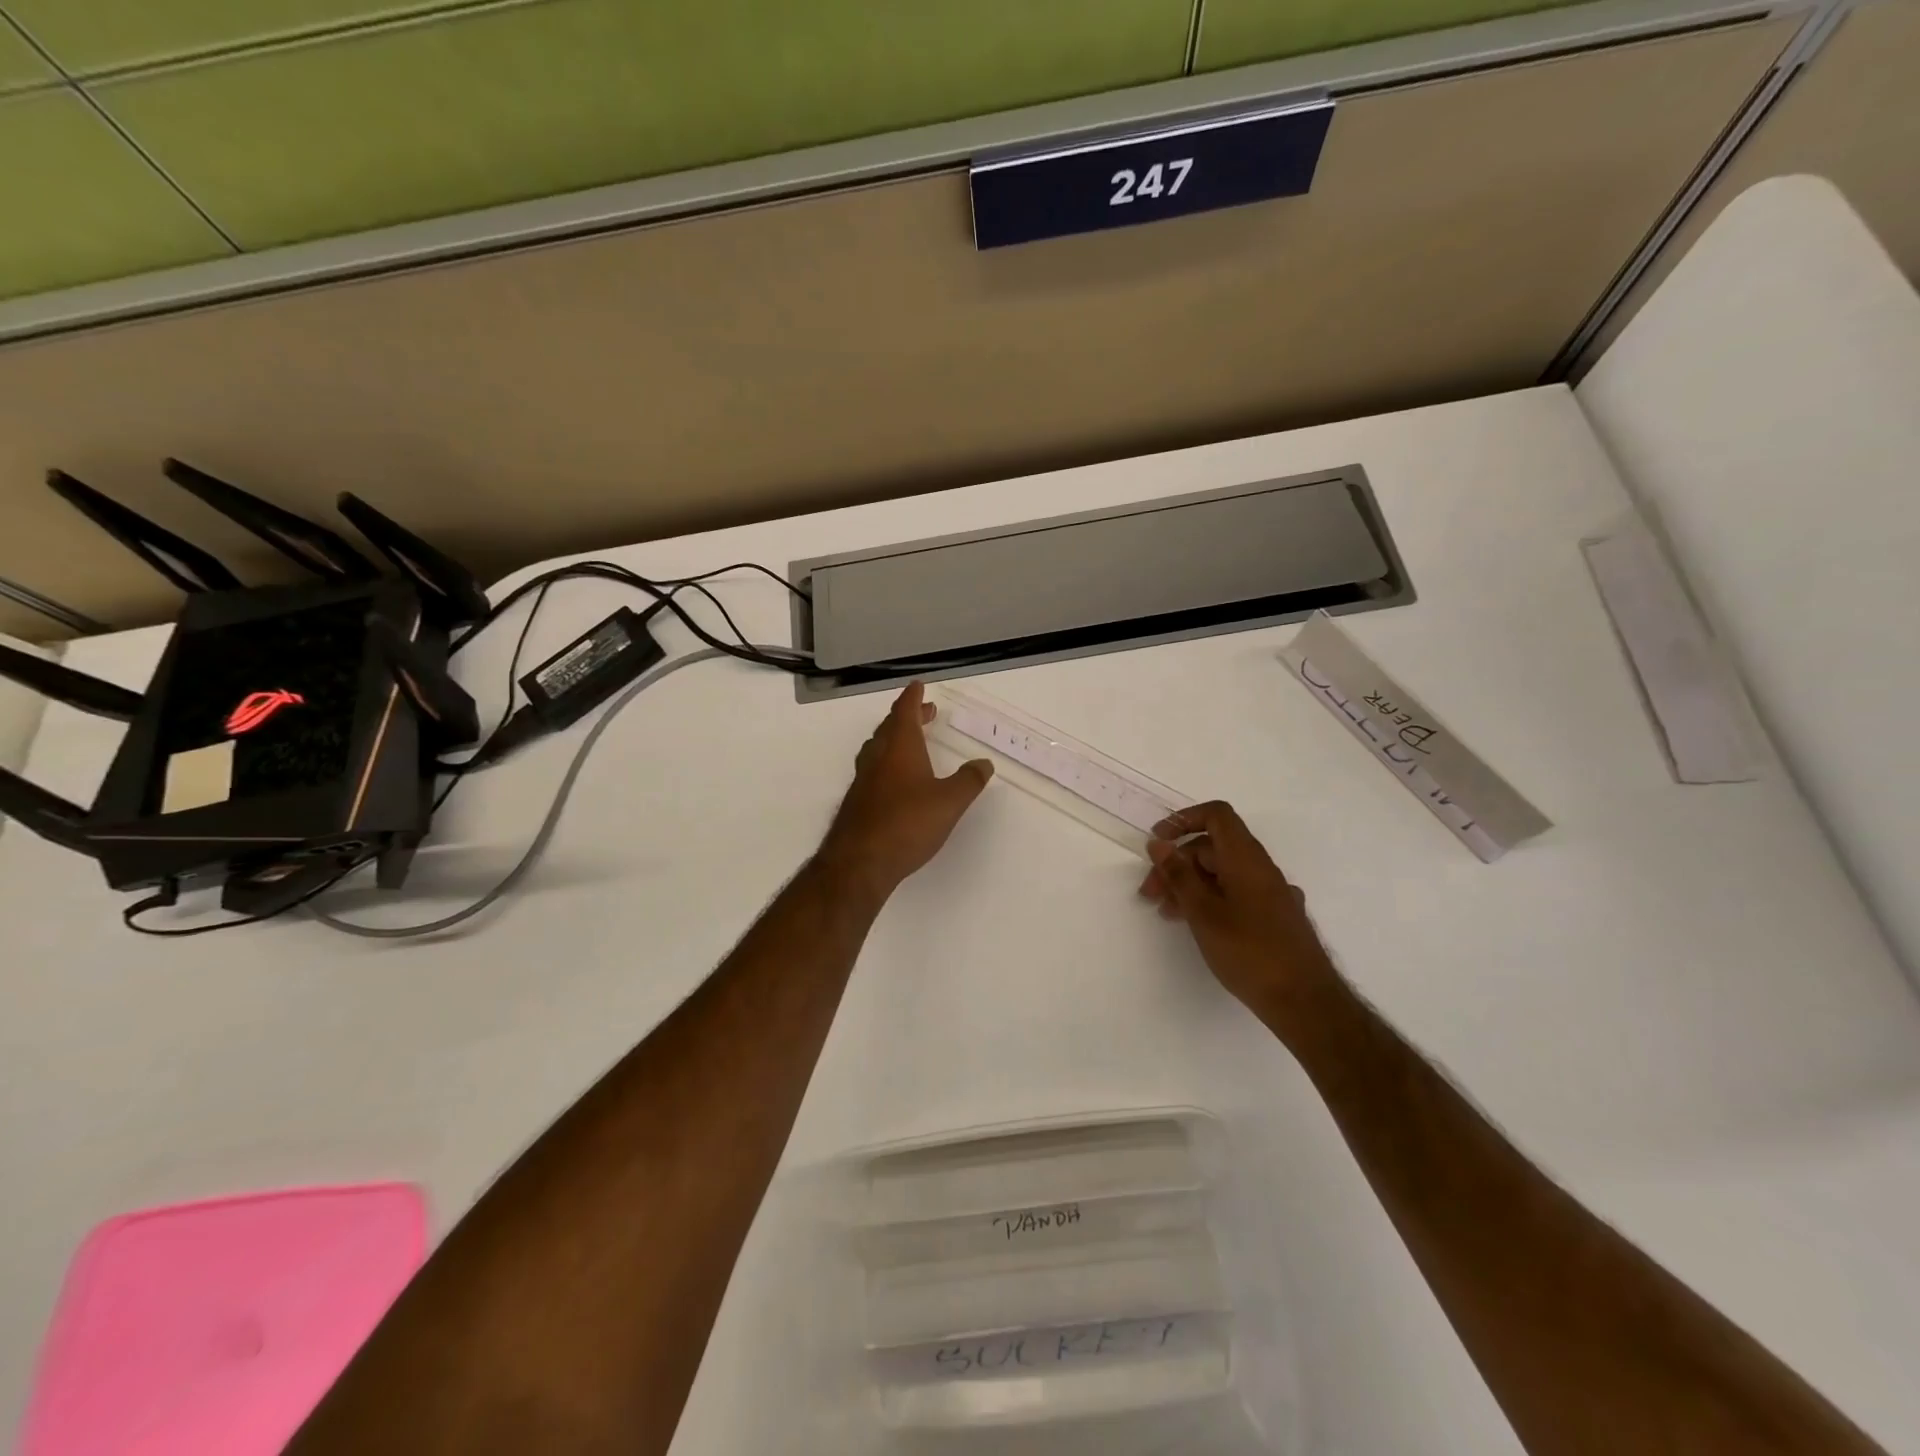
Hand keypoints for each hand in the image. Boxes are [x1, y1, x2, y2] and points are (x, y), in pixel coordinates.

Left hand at [818, 682, 992, 899]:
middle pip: (890, 728)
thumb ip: (968, 781)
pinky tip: (895, 780)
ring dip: (895, 739)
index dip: (912, 698)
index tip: (917, 685)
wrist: (859, 862)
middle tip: (925, 713)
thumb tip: (983, 763)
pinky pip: (873, 770)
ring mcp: (863, 780)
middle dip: (907, 717)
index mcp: (900, 748)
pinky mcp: (857, 802)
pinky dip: (887, 762)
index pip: (904, 712)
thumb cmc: (907, 824)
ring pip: (878, 748)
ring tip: (910, 742)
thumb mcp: (949, 802)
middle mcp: (878, 758)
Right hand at [1138, 800, 1341, 1027]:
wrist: (1305, 1001)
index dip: (1184, 820)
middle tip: (1150, 893)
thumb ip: (1179, 875)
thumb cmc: (1249, 952)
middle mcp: (1261, 868)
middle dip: (1177, 863)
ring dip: (1191, 884)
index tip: (1158, 842)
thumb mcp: (1203, 912)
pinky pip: (1237, 893)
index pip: (1216, 815)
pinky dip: (1211, 899)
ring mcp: (1271, 893)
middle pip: (1214, 847)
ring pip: (1223, 873)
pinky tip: (1198, 925)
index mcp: (1246, 858)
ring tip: (1167, 913)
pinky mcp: (1275, 916)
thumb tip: (1160, 844)